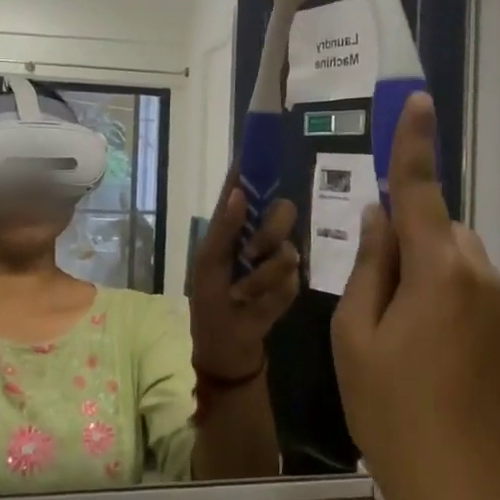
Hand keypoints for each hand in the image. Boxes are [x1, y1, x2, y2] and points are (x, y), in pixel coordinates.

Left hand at [188, 170, 299, 378]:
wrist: (226, 351)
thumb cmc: (209, 305)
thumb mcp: (208, 266)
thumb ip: (223, 229)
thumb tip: (239, 192)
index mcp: (235, 228)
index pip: (246, 189)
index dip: (252, 167)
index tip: (260, 148)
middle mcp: (260, 237)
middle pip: (283, 211)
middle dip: (270, 232)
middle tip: (252, 253)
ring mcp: (278, 261)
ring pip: (288, 251)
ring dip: (261, 277)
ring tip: (242, 295)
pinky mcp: (291, 287)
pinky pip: (291, 282)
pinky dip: (270, 297)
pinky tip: (255, 307)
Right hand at [332, 94, 499, 499]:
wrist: (470, 495)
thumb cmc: (393, 412)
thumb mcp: (355, 338)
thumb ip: (368, 268)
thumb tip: (378, 220)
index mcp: (438, 269)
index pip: (420, 190)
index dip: (414, 144)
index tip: (418, 102)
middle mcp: (481, 276)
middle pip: (438, 230)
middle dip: (407, 238)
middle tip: (373, 294)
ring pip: (458, 264)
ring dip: (427, 275)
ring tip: (399, 336)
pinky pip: (475, 297)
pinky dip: (449, 305)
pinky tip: (430, 360)